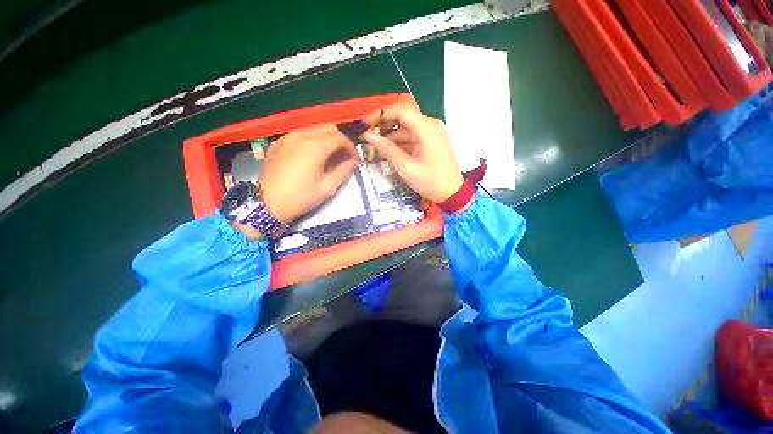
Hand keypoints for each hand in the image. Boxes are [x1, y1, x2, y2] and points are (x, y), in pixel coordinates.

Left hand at [259, 124, 359, 223]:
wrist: (266, 204)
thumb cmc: (301, 197)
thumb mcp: (327, 187)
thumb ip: (343, 171)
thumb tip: (354, 162)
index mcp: (315, 146)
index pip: (340, 138)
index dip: (351, 148)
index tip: (355, 160)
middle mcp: (301, 135)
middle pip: (328, 128)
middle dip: (340, 141)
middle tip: (344, 157)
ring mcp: (287, 137)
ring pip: (314, 129)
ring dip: (326, 140)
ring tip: (329, 157)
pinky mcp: (278, 143)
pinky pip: (300, 135)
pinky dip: (311, 141)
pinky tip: (311, 156)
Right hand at [362, 105, 464, 204]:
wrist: (452, 194)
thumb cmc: (431, 182)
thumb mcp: (407, 168)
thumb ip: (388, 150)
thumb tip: (369, 136)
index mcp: (427, 129)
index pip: (401, 111)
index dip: (381, 114)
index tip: (366, 124)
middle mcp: (430, 126)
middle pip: (403, 119)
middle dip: (384, 127)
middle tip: (368, 137)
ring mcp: (432, 134)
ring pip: (406, 129)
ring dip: (390, 137)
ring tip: (374, 148)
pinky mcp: (431, 142)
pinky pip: (412, 137)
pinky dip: (400, 143)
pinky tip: (388, 152)